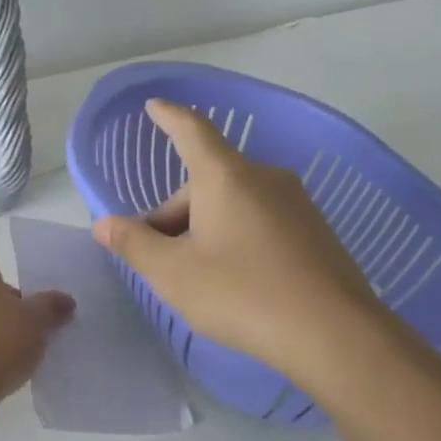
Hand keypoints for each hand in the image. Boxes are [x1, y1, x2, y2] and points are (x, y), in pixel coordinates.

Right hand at [92, 99, 387, 378]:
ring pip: (233, 204)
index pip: (192, 131)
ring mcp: (296, 205)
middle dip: (175, 213)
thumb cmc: (242, 293)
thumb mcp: (173, 273)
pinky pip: (260, 222)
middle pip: (207, 181)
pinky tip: (235, 282)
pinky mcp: (315, 232)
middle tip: (157, 257)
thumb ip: (134, 244)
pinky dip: (236, 238)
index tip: (154, 105)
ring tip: (195, 275)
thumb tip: (104, 224)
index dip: (169, 117)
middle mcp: (264, 178)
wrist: (335, 335)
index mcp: (226, 177)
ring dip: (205, 227)